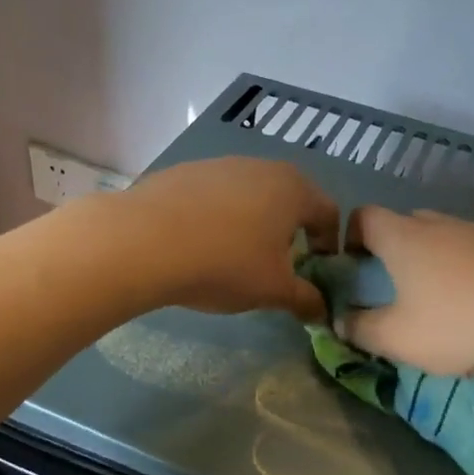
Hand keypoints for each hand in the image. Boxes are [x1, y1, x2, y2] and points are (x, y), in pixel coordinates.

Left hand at [117, 158, 336, 320]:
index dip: (329, 245)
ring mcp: (220, 165)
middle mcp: (262, 167)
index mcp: (294, 189)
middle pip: (289, 199)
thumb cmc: (225, 264)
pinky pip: (213, 196)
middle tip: (278, 265)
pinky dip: (217, 217)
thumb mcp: (273, 291)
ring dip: (252, 222)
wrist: (144, 241)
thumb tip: (321, 309)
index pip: (328, 213)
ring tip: (235, 256)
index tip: (317, 271)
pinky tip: (198, 244)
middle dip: (290, 232)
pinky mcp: (183, 172)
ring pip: (250, 194)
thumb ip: (305, 299)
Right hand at [342, 207, 473, 375]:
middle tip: (392, 287)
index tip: (352, 267)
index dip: (350, 237)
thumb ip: (360, 329)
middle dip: (391, 250)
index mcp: (404, 238)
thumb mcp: (397, 339)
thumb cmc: (460, 324)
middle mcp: (440, 224)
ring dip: (432, 261)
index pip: (364, 216)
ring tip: (439, 301)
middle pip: (405, 223)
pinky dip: (467, 271)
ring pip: (444, 237)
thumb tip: (340, 320)